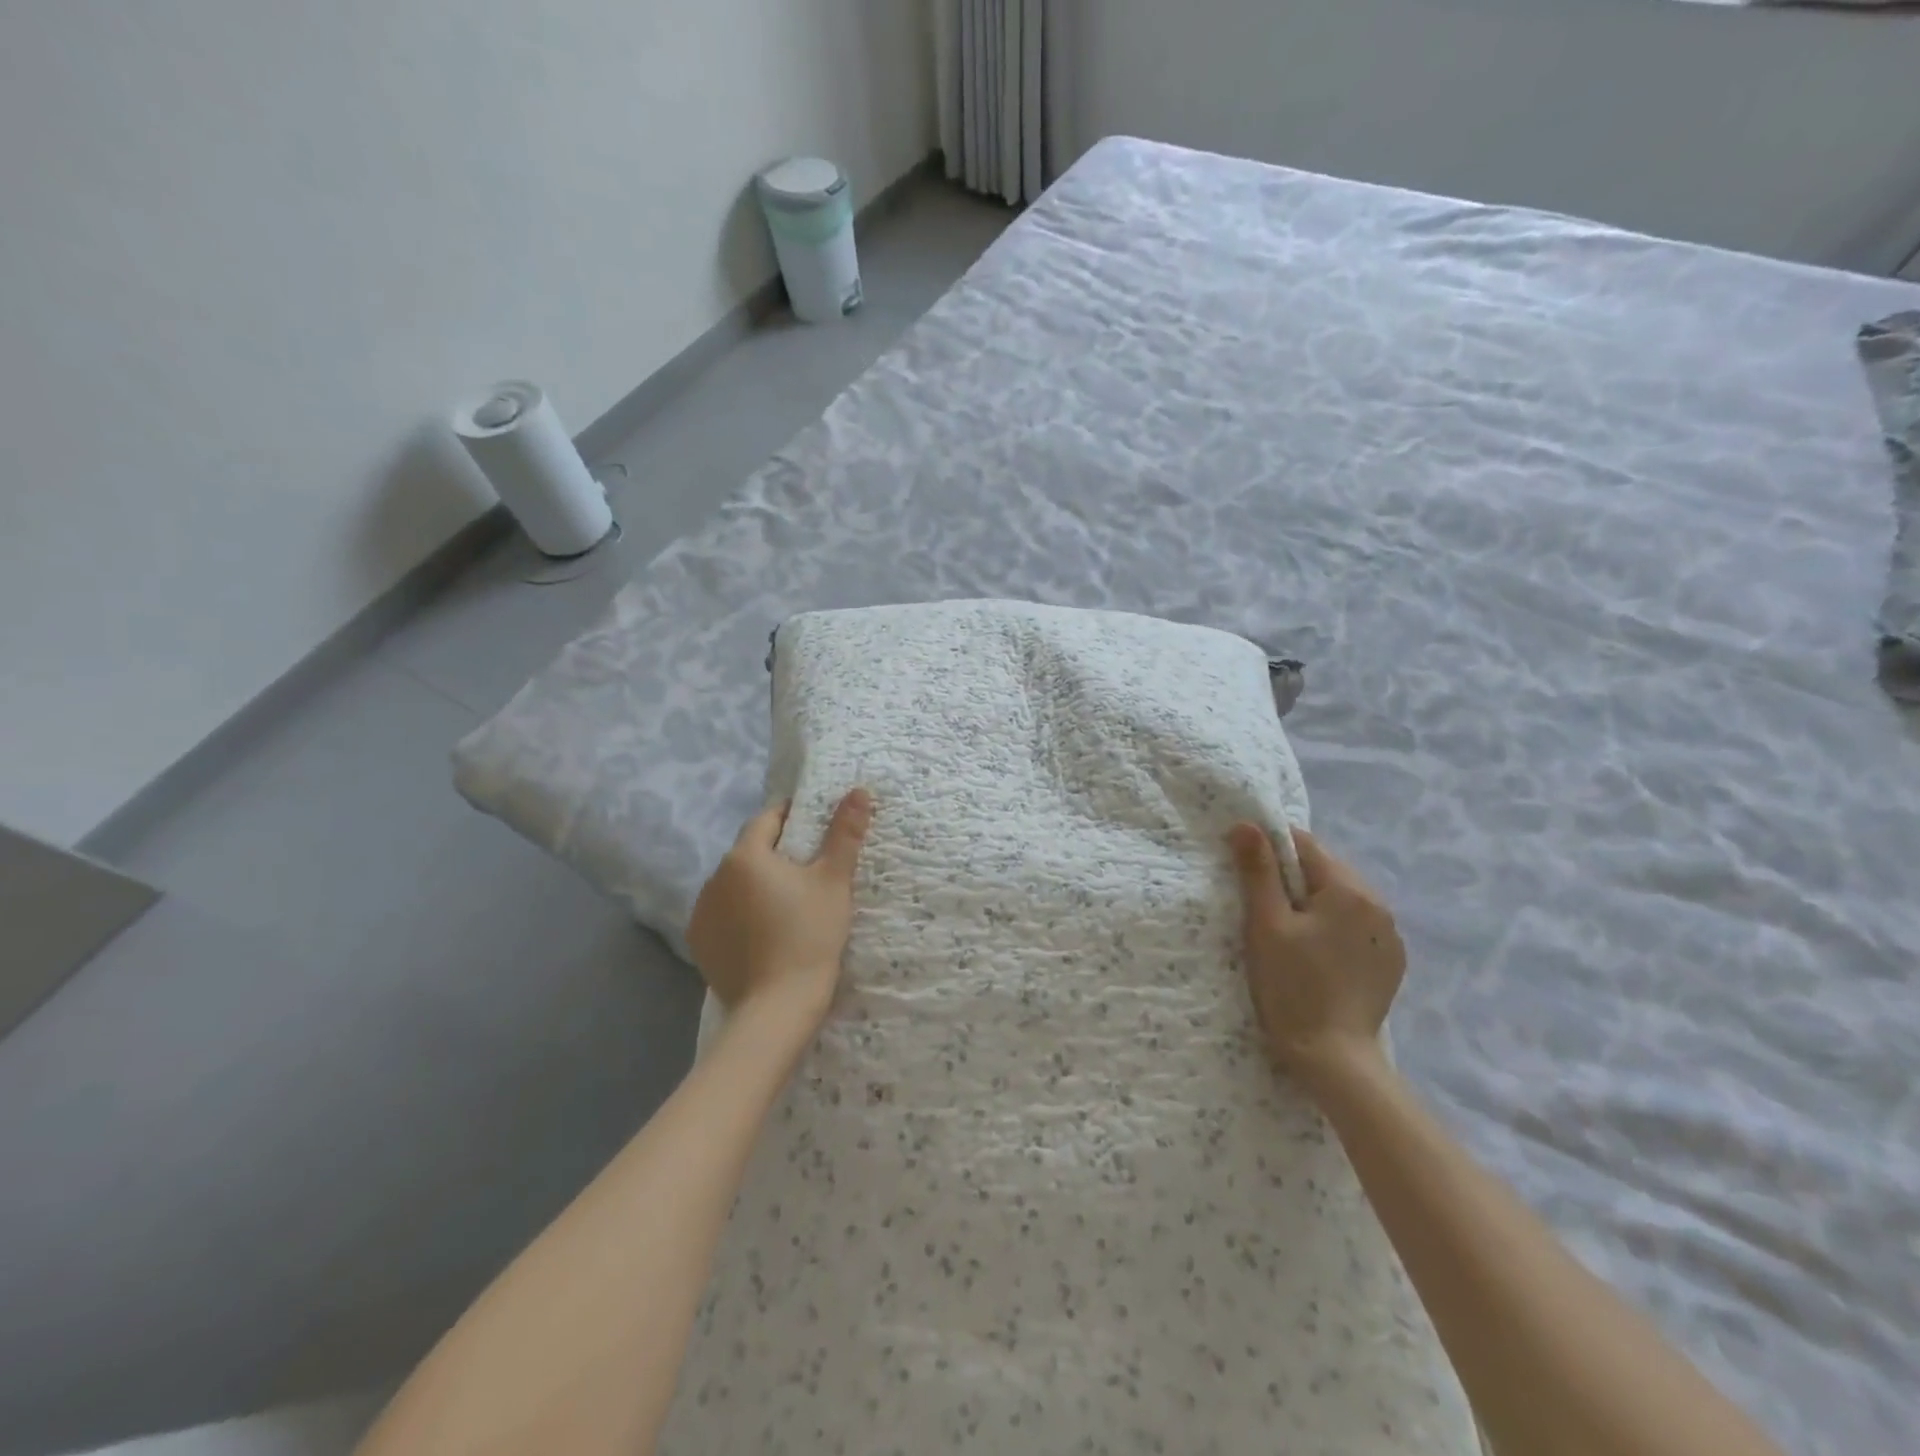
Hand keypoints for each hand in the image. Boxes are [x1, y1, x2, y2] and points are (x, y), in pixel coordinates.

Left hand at [687, 790, 873, 1031]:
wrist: (777, 1007)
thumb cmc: (810, 935)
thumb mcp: (834, 881)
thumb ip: (844, 833)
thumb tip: (858, 790)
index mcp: (744, 856)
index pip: (767, 819)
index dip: (792, 816)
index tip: (815, 824)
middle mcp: (714, 878)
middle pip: (750, 852)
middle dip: (777, 852)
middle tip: (811, 867)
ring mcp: (702, 912)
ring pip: (736, 884)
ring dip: (757, 884)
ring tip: (788, 902)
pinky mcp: (700, 943)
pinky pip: (724, 914)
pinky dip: (742, 913)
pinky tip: (765, 930)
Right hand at [1228, 823, 1403, 1091]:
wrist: (1333, 1057)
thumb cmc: (1292, 986)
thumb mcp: (1266, 924)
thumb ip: (1258, 871)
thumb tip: (1246, 824)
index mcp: (1349, 889)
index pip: (1305, 846)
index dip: (1271, 850)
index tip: (1246, 870)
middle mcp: (1379, 904)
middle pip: (1326, 871)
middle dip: (1293, 880)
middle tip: (1263, 909)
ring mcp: (1390, 935)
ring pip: (1342, 899)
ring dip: (1314, 904)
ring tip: (1288, 934)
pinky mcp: (1391, 961)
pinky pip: (1356, 926)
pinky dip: (1333, 928)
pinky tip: (1315, 955)